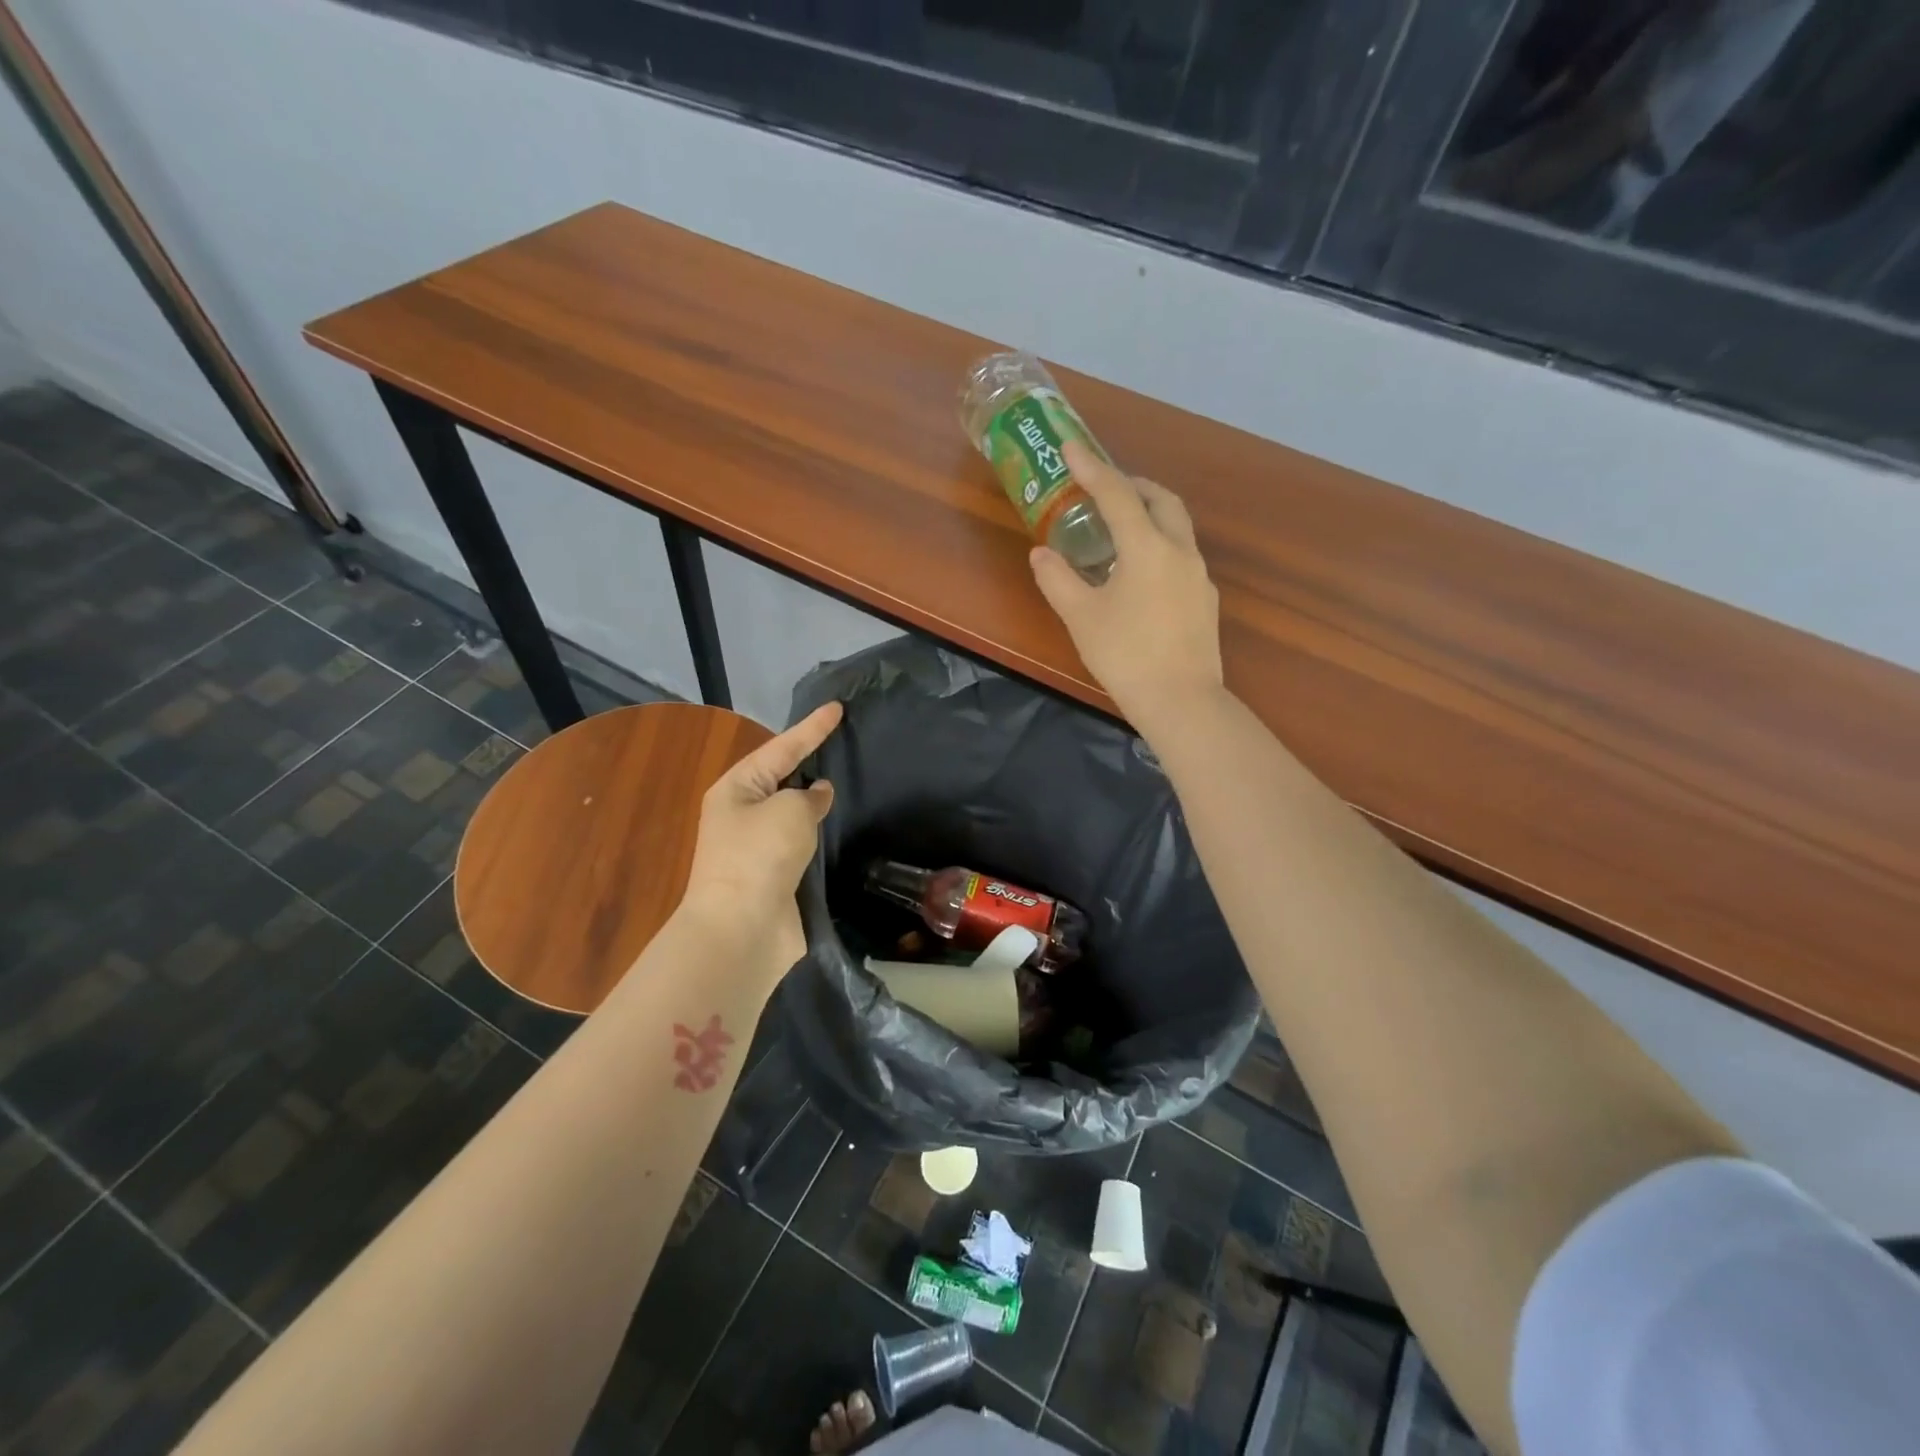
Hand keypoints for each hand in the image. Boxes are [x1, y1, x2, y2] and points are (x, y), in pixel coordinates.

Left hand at [679, 702, 842, 982]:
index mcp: (737, 789)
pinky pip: (803, 844)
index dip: (812, 728)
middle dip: (812, 762)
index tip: (839, 707)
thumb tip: (817, 796)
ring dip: (817, 803)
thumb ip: (808, 796)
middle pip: (783, 779)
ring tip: (850, 781)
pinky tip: (843, 828)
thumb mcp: (789, 811)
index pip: (781, 748)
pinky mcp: (776, 877)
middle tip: (846, 742)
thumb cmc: (760, 857)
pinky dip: (820, 835)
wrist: (742, 930)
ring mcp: (758, 848)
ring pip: (794, 814)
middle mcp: (743, 814)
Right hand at [1030, 441, 1222, 732]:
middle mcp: (1180, 551)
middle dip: (1133, 485)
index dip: (1092, 468)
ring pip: (1177, 527)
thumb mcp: (1081, 617)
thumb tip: (1041, 554)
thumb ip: (1058, 580)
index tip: (1071, 447)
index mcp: (1148, 548)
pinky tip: (1140, 573)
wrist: (1182, 701)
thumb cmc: (1126, 656)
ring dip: (1149, 514)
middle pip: (1162, 500)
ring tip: (1119, 529)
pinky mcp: (1204, 600)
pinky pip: (1181, 555)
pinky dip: (1159, 545)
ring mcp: (1198, 576)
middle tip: (1104, 489)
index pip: (1117, 495)